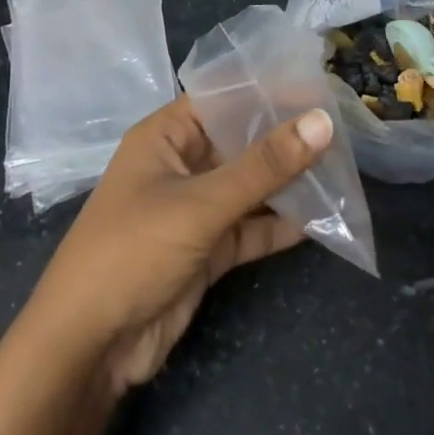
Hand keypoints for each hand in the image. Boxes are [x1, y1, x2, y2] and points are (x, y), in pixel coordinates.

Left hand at [19, 96, 331, 396]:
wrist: (89, 346)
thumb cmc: (133, 251)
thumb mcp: (201, 203)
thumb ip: (264, 165)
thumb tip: (323, 121)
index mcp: (165, 137)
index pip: (223, 99)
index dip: (267, 91)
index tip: (321, 88)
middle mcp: (180, 166)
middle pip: (241, 143)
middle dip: (286, 139)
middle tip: (344, 129)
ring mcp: (194, 209)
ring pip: (250, 187)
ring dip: (289, 183)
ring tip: (343, 170)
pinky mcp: (207, 249)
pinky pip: (251, 227)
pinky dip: (281, 225)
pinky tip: (323, 218)